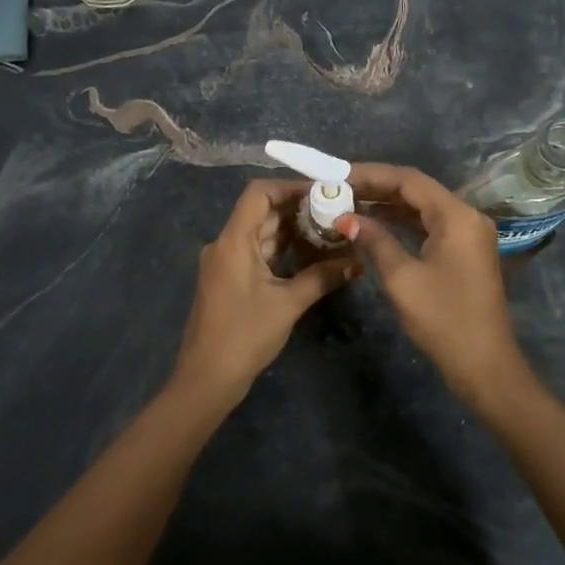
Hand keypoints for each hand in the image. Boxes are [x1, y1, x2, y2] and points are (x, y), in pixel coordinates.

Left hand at [169, 180, 357, 408]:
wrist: (207, 379)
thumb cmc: (244, 336)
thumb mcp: (288, 304)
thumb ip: (322, 277)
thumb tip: (358, 261)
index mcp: (233, 241)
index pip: (258, 194)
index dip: (289, 186)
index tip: (323, 191)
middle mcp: (226, 244)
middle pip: (261, 212)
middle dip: (298, 209)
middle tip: (336, 210)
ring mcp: (226, 263)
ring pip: (261, 233)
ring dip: (292, 230)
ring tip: (330, 229)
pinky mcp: (230, 280)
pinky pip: (258, 253)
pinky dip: (282, 250)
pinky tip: (310, 254)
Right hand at [338, 164, 527, 402]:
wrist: (484, 364)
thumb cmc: (443, 319)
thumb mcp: (402, 278)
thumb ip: (375, 241)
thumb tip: (347, 219)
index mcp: (457, 216)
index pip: (409, 180)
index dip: (371, 174)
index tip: (338, 175)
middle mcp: (467, 216)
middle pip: (417, 190)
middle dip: (377, 188)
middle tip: (338, 189)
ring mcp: (468, 235)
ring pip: (423, 208)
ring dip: (388, 205)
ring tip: (349, 203)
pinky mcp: (464, 252)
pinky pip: (429, 226)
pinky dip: (402, 223)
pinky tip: (374, 226)